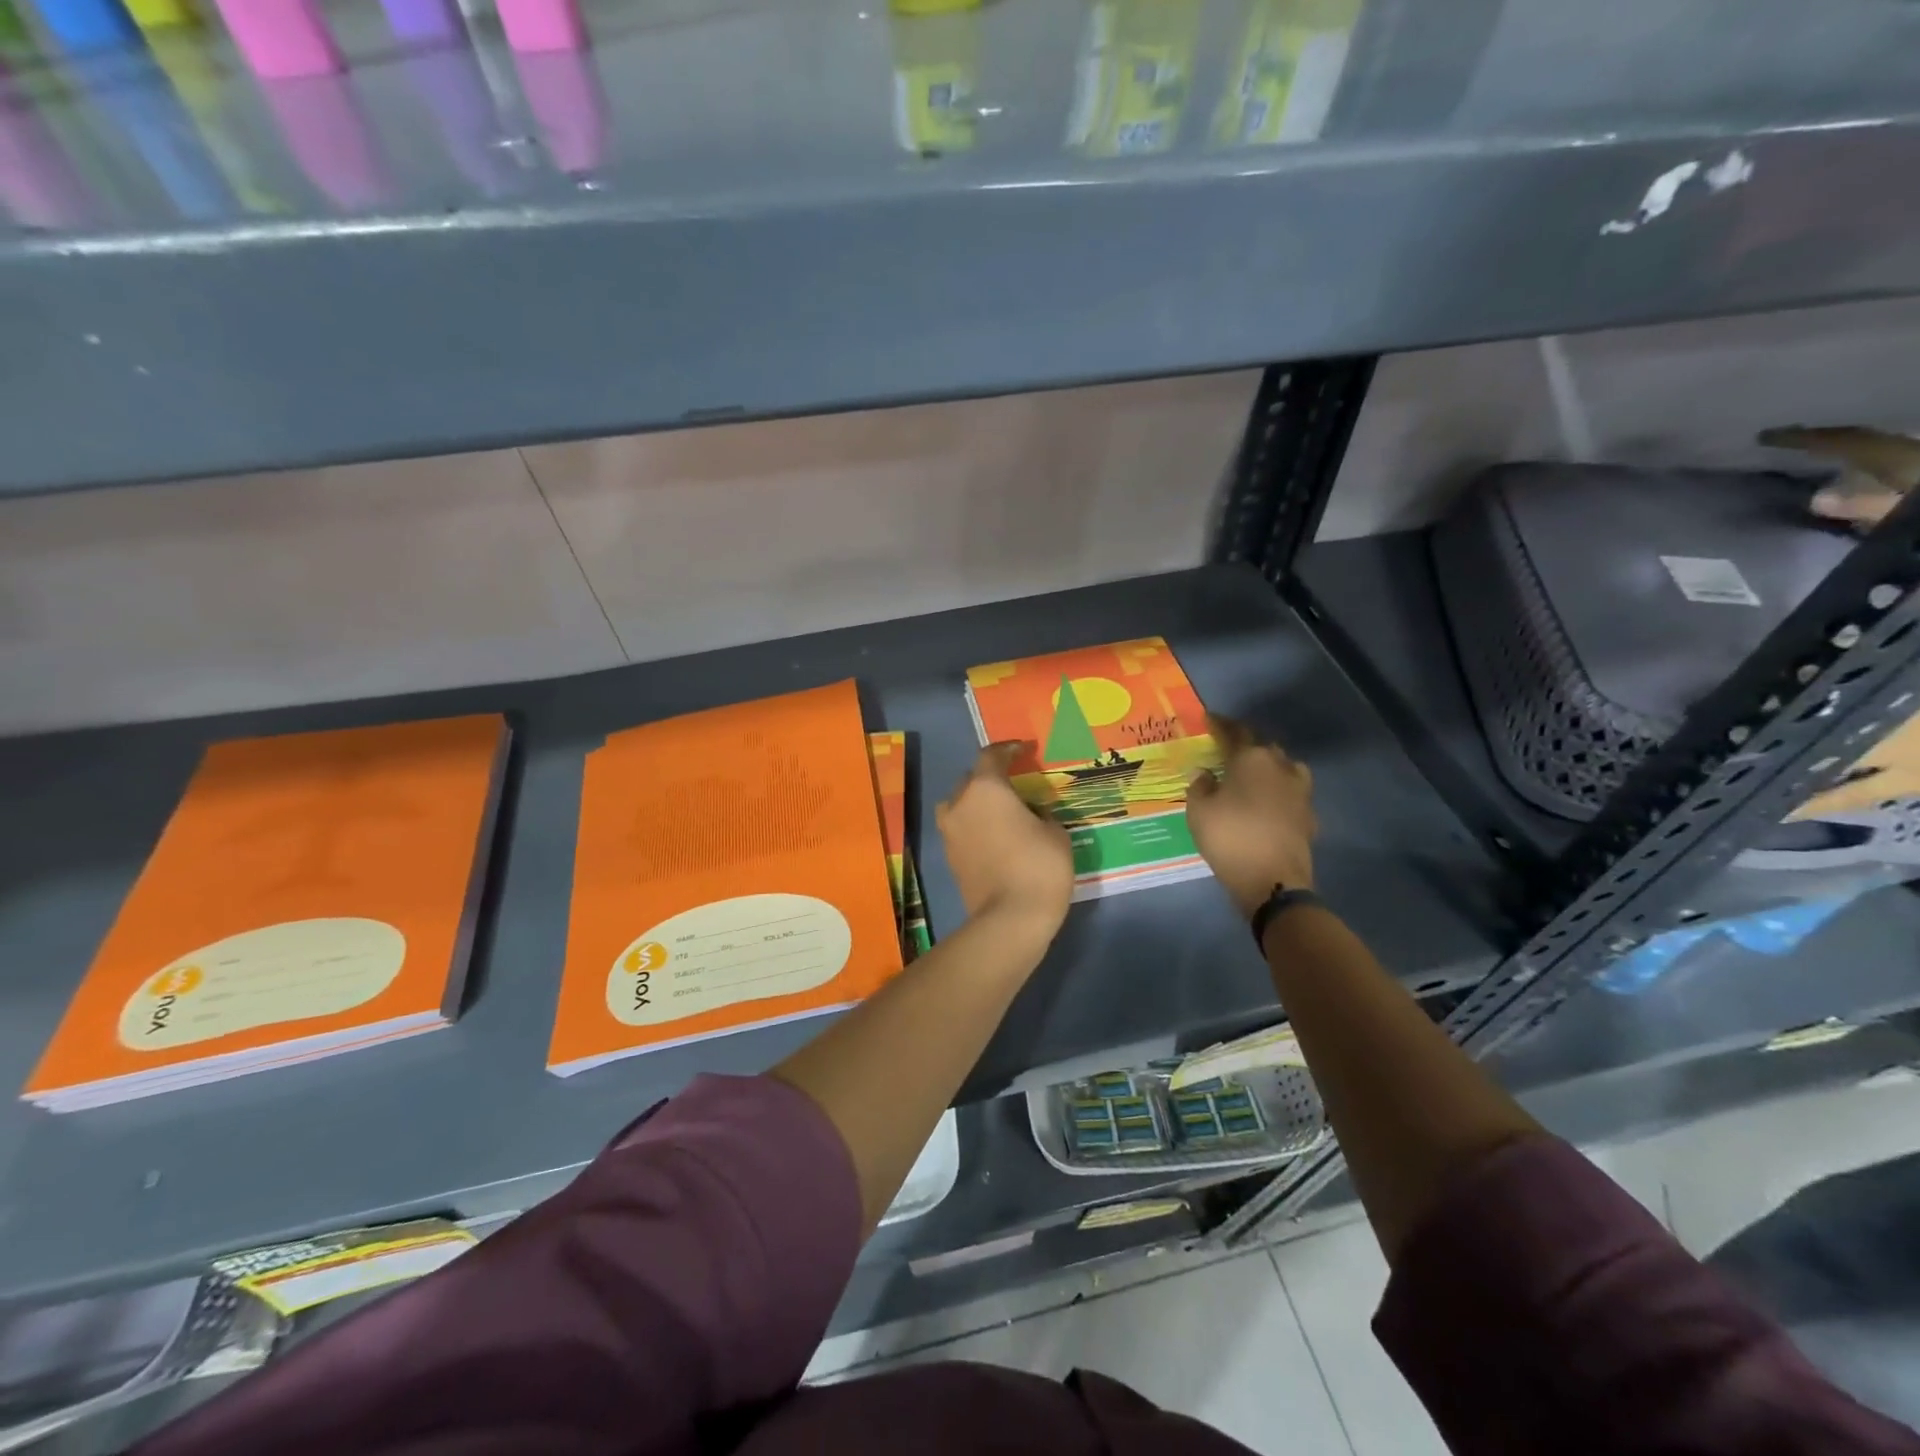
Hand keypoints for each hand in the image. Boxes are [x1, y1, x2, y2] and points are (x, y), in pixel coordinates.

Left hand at [937, 742, 1074, 933]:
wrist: (1009, 919)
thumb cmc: (1039, 867)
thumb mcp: (1055, 833)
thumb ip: (1041, 813)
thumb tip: (1031, 814)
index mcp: (986, 788)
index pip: (992, 755)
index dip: (1009, 749)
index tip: (1024, 750)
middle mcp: (960, 804)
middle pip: (971, 779)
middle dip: (991, 778)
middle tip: (1015, 785)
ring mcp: (950, 832)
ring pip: (960, 805)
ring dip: (977, 803)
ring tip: (1001, 812)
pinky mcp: (949, 858)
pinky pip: (961, 830)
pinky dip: (975, 827)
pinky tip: (997, 837)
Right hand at [1186, 714, 1316, 917]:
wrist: (1273, 881)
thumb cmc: (1229, 837)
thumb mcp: (1198, 811)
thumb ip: (1200, 786)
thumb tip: (1206, 774)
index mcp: (1251, 758)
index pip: (1235, 731)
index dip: (1220, 724)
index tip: (1209, 718)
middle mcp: (1280, 766)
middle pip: (1262, 747)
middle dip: (1245, 746)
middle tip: (1227, 752)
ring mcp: (1300, 791)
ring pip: (1283, 767)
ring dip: (1268, 767)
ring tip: (1252, 776)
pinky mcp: (1309, 815)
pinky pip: (1291, 793)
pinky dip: (1278, 793)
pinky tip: (1268, 804)